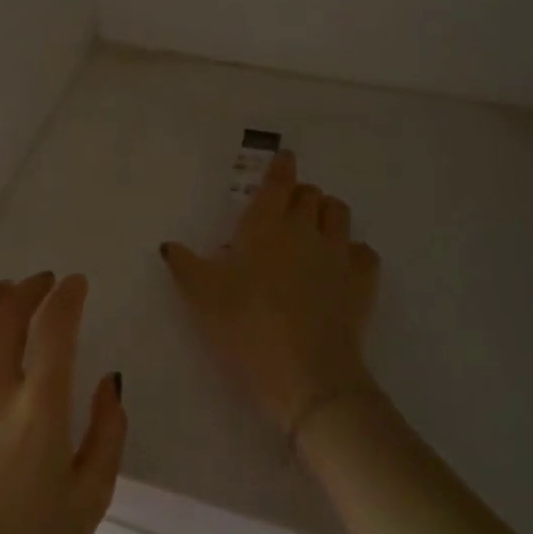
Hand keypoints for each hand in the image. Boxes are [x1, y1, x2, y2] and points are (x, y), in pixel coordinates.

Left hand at [0, 273, 127, 533]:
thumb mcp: (91, 499)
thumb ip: (108, 432)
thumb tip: (108, 380)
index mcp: (38, 413)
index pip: (54, 329)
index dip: (67, 297)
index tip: (76, 284)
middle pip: (8, 317)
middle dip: (30, 289)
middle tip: (44, 283)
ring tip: (4, 291)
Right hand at [161, 150, 379, 435]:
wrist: (305, 374)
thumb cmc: (245, 326)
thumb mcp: (201, 296)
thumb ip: (184, 265)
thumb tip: (169, 245)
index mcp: (265, 225)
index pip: (279, 181)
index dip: (282, 166)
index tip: (284, 158)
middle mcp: (305, 229)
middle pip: (311, 194)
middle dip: (300, 193)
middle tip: (288, 207)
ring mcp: (338, 254)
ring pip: (340, 213)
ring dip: (327, 213)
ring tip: (315, 228)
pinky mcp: (362, 282)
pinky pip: (364, 252)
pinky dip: (353, 251)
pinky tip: (342, 265)